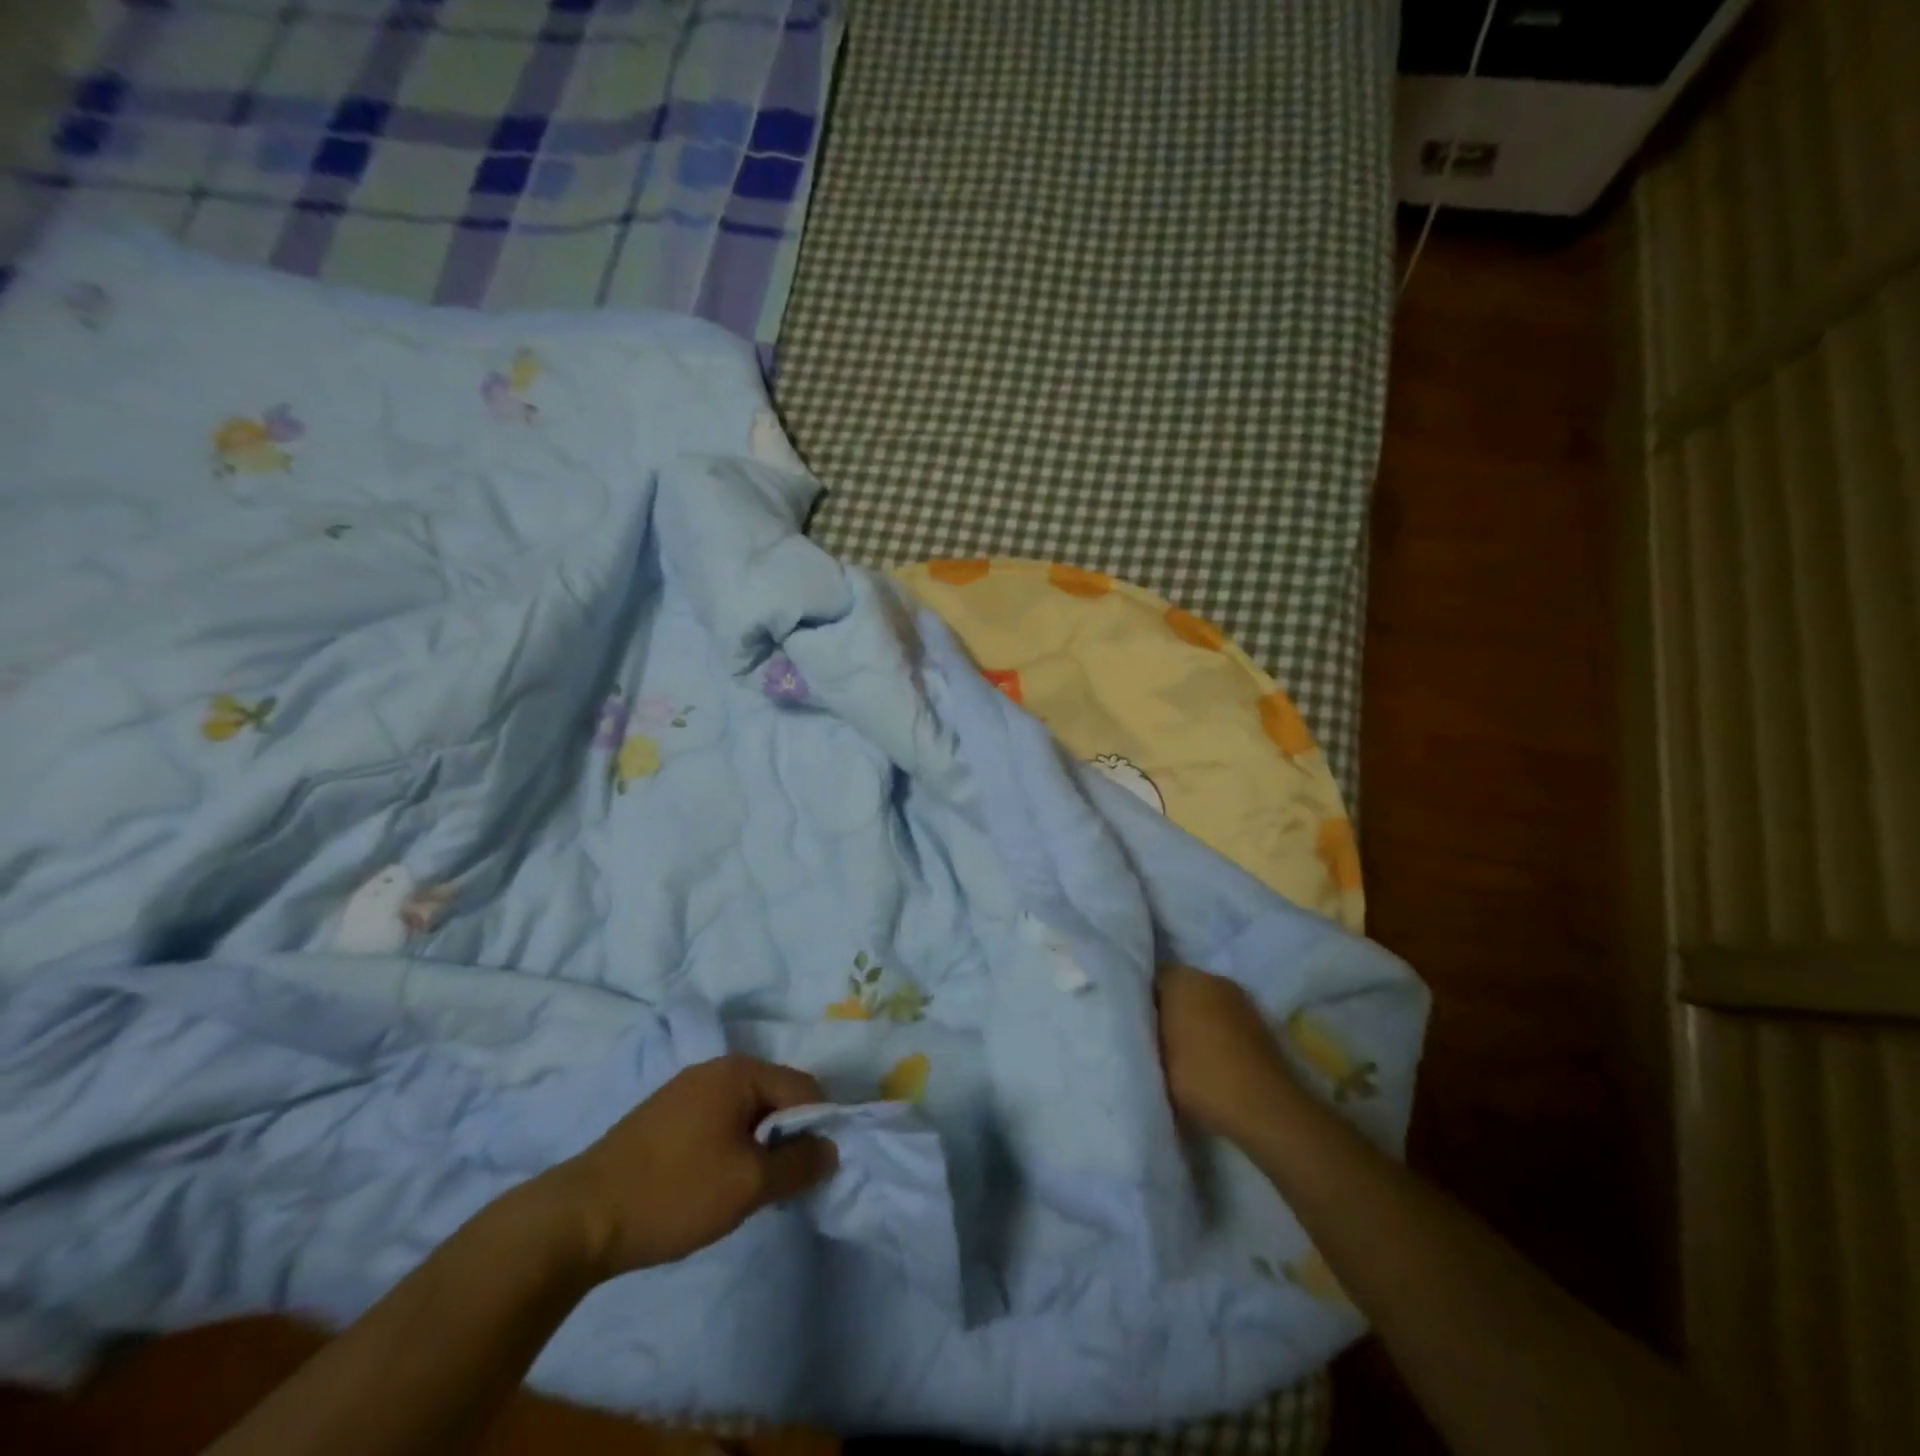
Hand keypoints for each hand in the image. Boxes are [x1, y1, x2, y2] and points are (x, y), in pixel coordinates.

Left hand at [547, 1056, 838, 1278]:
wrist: (578, 1219)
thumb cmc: (673, 1192)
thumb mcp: (748, 1184)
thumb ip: (799, 1165)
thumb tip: (831, 1149)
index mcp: (739, 1071)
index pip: (803, 1089)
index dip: (820, 1127)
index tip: (817, 1171)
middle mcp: (715, 1069)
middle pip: (775, 1096)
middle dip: (788, 1138)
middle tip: (783, 1186)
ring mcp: (686, 1090)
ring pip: (746, 1112)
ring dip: (759, 1146)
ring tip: (751, 1190)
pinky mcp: (665, 1116)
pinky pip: (719, 1122)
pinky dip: (732, 1147)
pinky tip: (717, 1184)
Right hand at [1156, 962, 1303, 1146]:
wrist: (1266, 1108)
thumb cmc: (1201, 1076)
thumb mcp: (1155, 1054)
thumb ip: (1143, 1028)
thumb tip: (1140, 1019)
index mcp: (1183, 979)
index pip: (1149, 976)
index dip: (1138, 997)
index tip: (1131, 1020)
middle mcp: (1212, 978)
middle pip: (1179, 986)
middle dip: (1166, 1006)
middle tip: (1151, 1035)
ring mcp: (1239, 999)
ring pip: (1204, 1002)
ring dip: (1192, 1018)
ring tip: (1178, 1049)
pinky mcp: (1258, 1022)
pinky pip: (1224, 1017)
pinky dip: (1214, 1030)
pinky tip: (1208, 1057)